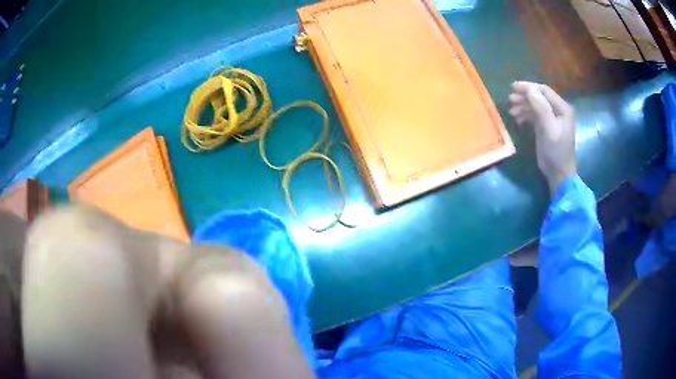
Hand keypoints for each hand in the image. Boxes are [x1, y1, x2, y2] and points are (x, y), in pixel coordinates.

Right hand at [509, 81, 576, 194]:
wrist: (559, 173)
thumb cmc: (556, 151)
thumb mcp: (550, 129)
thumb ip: (541, 108)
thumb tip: (529, 89)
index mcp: (562, 108)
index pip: (544, 91)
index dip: (529, 87)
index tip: (513, 88)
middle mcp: (558, 110)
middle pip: (539, 97)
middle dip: (524, 96)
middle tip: (510, 99)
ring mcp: (551, 119)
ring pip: (535, 106)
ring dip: (523, 106)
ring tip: (511, 110)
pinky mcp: (545, 127)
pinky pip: (534, 115)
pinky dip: (525, 115)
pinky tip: (517, 119)